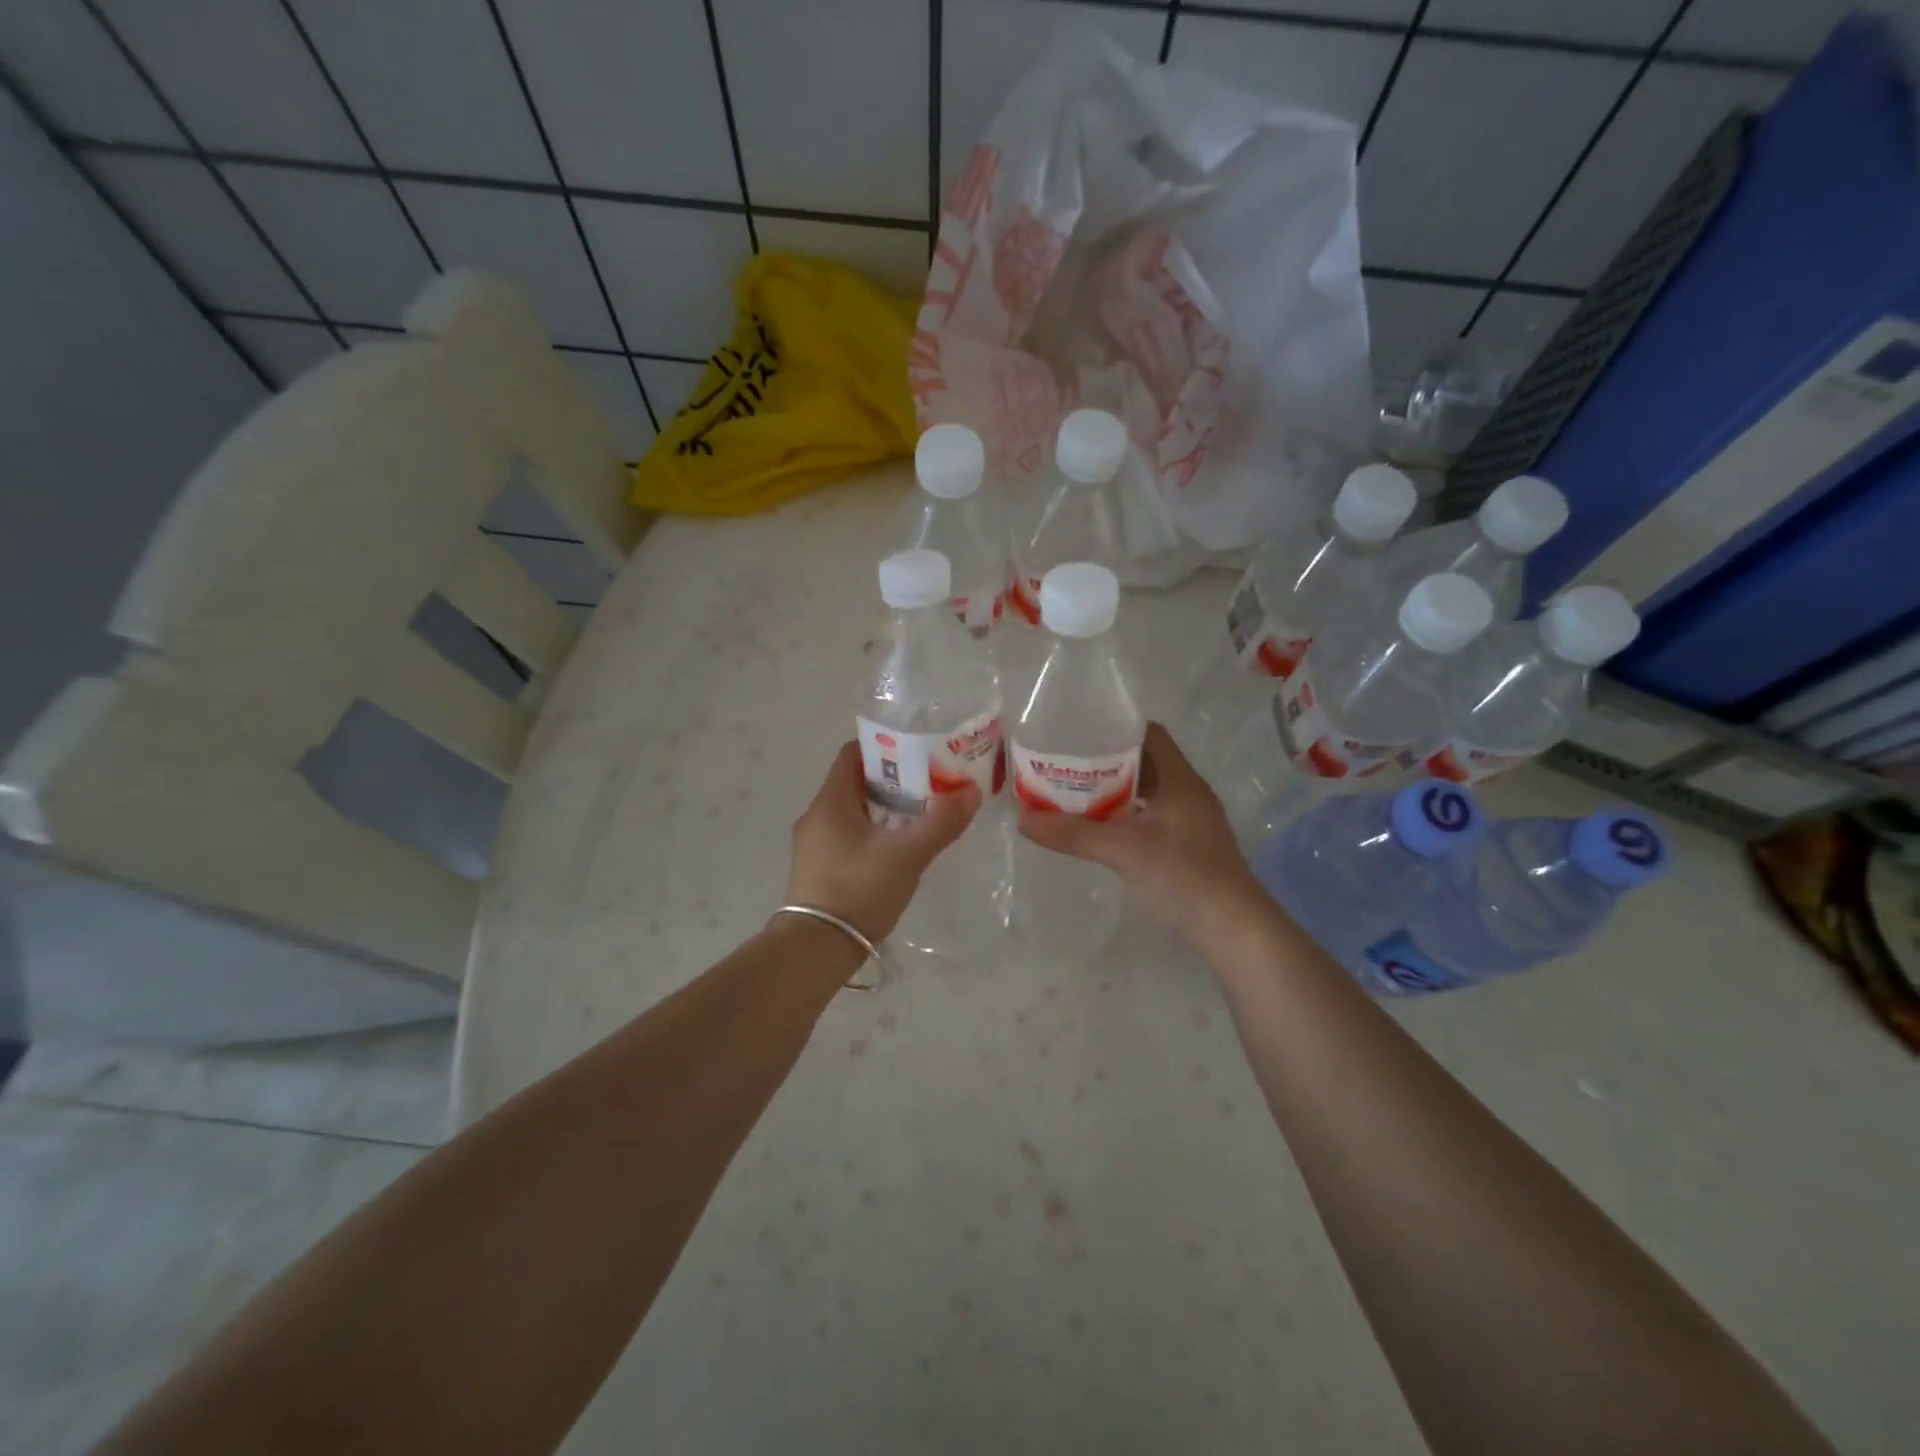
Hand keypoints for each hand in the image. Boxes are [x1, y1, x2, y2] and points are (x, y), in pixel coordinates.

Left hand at [786, 742, 980, 941]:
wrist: (816, 950)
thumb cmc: (859, 890)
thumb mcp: (907, 855)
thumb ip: (941, 822)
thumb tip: (971, 791)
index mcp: (830, 802)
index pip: (852, 754)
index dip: (884, 747)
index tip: (917, 751)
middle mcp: (816, 817)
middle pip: (855, 783)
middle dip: (892, 779)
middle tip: (929, 783)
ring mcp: (814, 846)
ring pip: (853, 812)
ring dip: (885, 808)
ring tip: (921, 814)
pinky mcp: (818, 870)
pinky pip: (848, 837)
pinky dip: (874, 832)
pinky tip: (898, 849)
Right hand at [1017, 722, 1263, 939]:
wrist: (1233, 927)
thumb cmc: (1184, 874)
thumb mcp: (1124, 850)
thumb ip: (1074, 834)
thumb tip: (1022, 820)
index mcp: (1180, 779)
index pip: (1149, 734)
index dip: (1116, 728)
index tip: (1080, 730)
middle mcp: (1187, 792)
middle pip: (1144, 762)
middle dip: (1106, 760)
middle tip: (1066, 761)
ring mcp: (1189, 820)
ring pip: (1146, 792)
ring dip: (1114, 789)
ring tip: (1073, 791)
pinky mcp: (1186, 845)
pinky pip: (1150, 816)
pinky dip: (1125, 815)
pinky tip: (1099, 826)